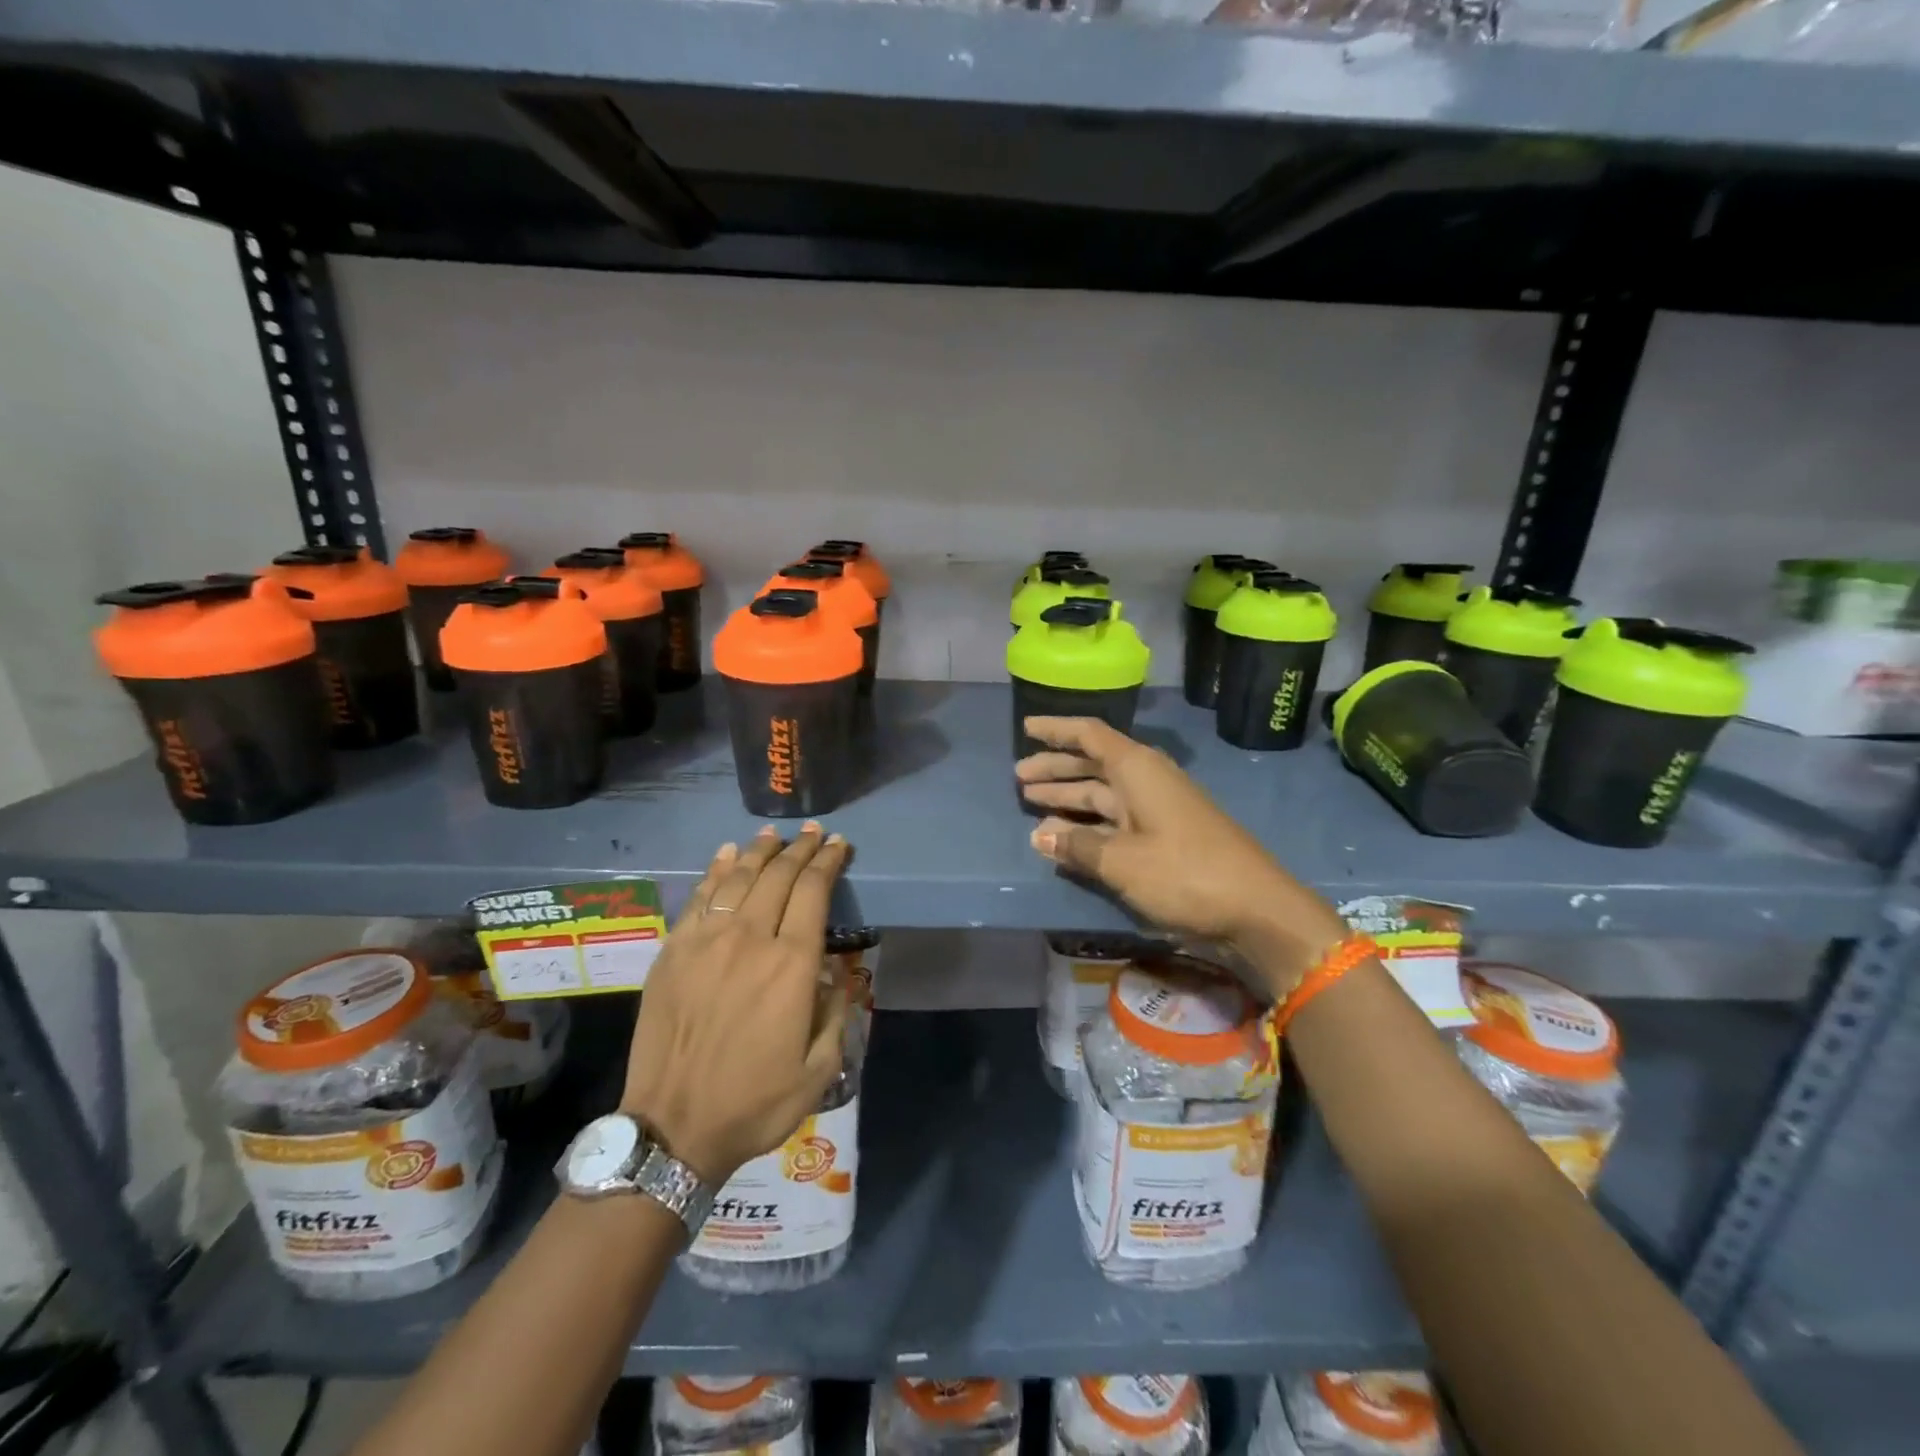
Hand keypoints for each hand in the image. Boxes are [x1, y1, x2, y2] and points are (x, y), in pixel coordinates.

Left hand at [621, 824, 849, 1184]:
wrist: (673, 1128)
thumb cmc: (754, 1102)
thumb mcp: (819, 1068)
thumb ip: (836, 1009)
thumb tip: (837, 969)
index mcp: (790, 965)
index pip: (813, 892)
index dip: (828, 862)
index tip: (839, 845)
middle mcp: (749, 940)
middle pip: (778, 876)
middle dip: (801, 849)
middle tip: (815, 833)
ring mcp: (705, 942)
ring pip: (738, 879)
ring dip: (760, 852)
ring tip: (774, 835)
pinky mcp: (673, 952)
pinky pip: (699, 899)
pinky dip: (716, 871)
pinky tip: (727, 855)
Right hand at [1016, 716, 1348, 996]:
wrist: (1256, 910)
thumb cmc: (1184, 874)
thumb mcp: (1121, 861)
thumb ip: (1077, 846)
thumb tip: (1039, 836)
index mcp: (1137, 769)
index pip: (1089, 735)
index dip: (1056, 730)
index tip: (1026, 727)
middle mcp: (1146, 780)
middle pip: (1092, 764)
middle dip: (1055, 769)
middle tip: (1019, 777)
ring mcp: (1157, 809)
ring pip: (1102, 794)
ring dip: (1068, 798)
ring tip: (1032, 802)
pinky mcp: (1164, 836)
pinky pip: (1115, 820)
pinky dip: (1089, 825)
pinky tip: (1066, 837)